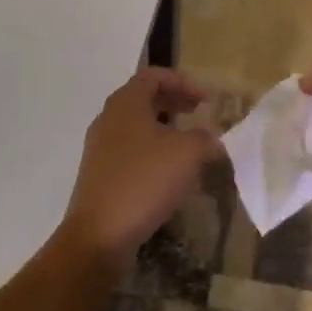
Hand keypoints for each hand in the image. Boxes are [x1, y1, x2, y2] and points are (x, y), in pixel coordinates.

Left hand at [59, 67, 222, 270]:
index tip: (207, 100)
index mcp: (126, 103)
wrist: (100, 235)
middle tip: (200, 113)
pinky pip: (130, 150)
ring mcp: (100, 148)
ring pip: (137, 126)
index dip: (184, 82)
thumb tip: (212, 140)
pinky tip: (170, 173)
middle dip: (175, 102)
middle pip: (144, 98)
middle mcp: (108, 119)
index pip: (154, 75)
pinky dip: (152, 151)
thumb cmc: (144, 181)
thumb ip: (205, 139)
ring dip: (165, 128)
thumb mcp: (188, 153)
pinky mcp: (100, 174)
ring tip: (189, 143)